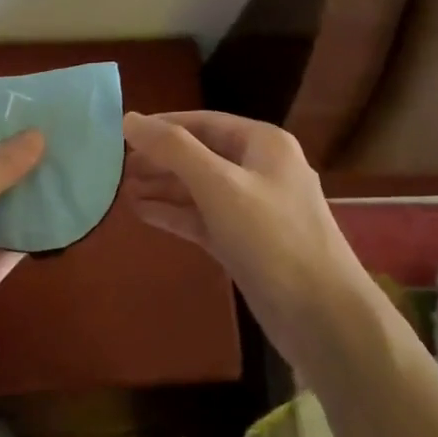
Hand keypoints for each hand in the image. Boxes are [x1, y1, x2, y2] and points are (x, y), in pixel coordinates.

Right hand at [121, 110, 366, 365]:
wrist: (323, 318)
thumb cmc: (272, 238)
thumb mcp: (219, 185)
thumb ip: (173, 149)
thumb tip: (129, 118)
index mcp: (263, 144)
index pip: (202, 121)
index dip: (161, 125)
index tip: (120, 133)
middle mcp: (259, 169)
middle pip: (199, 153)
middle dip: (159, 158)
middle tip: (115, 166)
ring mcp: (253, 208)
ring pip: (198, 188)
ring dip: (162, 186)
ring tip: (121, 188)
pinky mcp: (245, 243)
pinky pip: (203, 218)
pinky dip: (174, 213)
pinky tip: (142, 212)